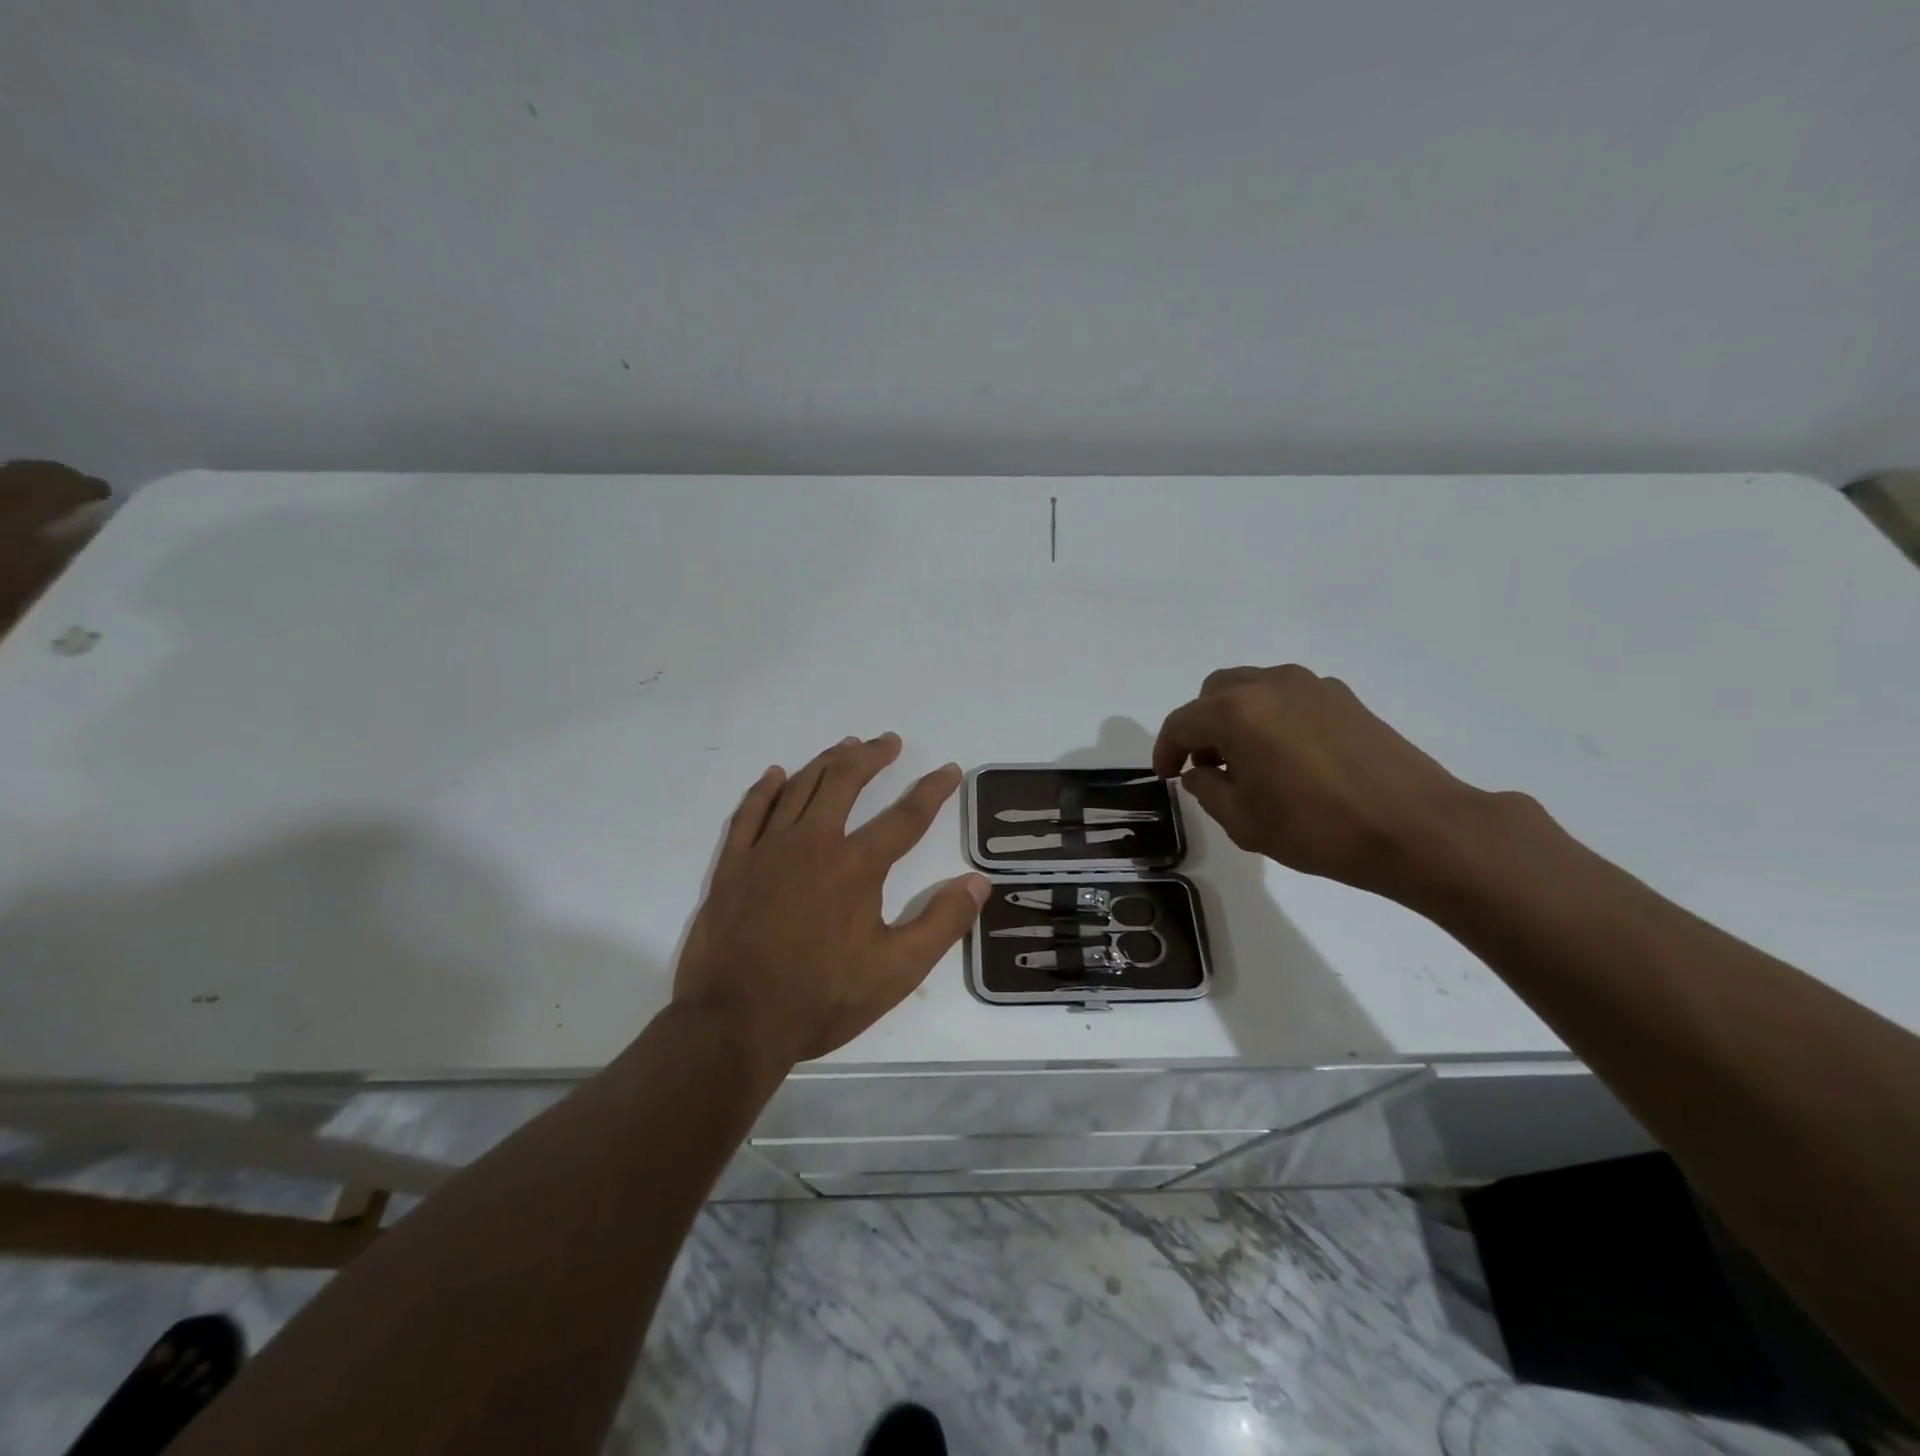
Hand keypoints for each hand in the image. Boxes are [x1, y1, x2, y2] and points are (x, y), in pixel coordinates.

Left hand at [673, 734, 988, 1065]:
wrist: (734, 1023)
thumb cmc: (821, 999)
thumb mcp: (896, 972)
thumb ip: (941, 923)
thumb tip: (979, 882)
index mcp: (856, 867)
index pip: (906, 817)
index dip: (933, 790)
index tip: (950, 769)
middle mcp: (813, 843)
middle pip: (845, 782)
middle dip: (872, 757)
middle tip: (888, 742)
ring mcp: (767, 850)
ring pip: (800, 787)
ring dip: (826, 762)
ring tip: (846, 746)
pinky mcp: (733, 865)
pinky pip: (750, 812)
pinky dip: (765, 789)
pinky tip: (775, 775)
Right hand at [1152, 664, 1506, 900]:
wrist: (1417, 828)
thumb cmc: (1318, 828)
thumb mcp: (1243, 821)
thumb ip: (1207, 789)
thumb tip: (1202, 771)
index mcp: (1236, 712)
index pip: (1182, 722)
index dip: (1165, 750)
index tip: (1166, 777)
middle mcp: (1270, 685)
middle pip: (1214, 693)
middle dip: (1201, 727)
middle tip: (1206, 767)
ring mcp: (1311, 686)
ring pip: (1252, 689)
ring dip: (1236, 719)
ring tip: (1247, 763)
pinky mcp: (1344, 698)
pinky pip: (1288, 697)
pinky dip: (1271, 718)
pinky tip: (1287, 758)